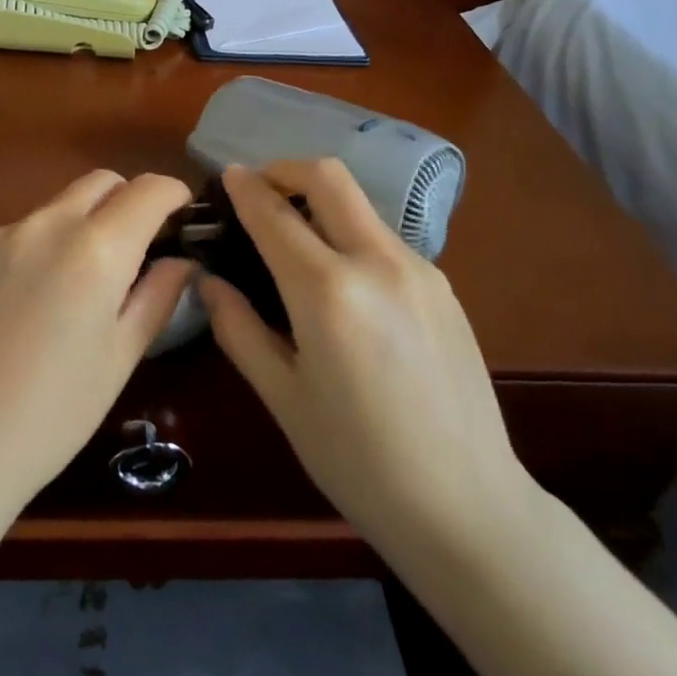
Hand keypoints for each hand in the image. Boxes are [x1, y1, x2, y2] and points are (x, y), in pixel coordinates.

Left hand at [0, 170, 193, 515]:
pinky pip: (26, 231)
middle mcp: (46, 226)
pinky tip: (42, 299)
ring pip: (61, 205)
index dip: (175, 195)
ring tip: (91, 282)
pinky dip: (51, 242)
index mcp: (94, 248)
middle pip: (102, 183)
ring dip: (89, 221)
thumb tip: (179, 262)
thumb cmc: (51, 414)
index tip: (185, 217)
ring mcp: (2, 239)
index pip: (148, 190)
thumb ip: (156, 297)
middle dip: (131, 200)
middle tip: (143, 248)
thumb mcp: (119, 358)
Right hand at [200, 160, 536, 557]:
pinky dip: (350, 234)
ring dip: (320, 202)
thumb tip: (209, 282)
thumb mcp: (283, 397)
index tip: (225, 177)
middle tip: (258, 192)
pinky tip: (340, 282)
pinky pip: (384, 239)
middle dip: (286, 170)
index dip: (244, 188)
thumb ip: (240, 329)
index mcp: (328, 292)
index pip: (275, 214)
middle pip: (329, 177)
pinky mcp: (444, 287)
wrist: (467, 505)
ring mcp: (420, 270)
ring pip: (360, 205)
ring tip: (292, 240)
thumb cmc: (358, 461)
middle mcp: (378, 262)